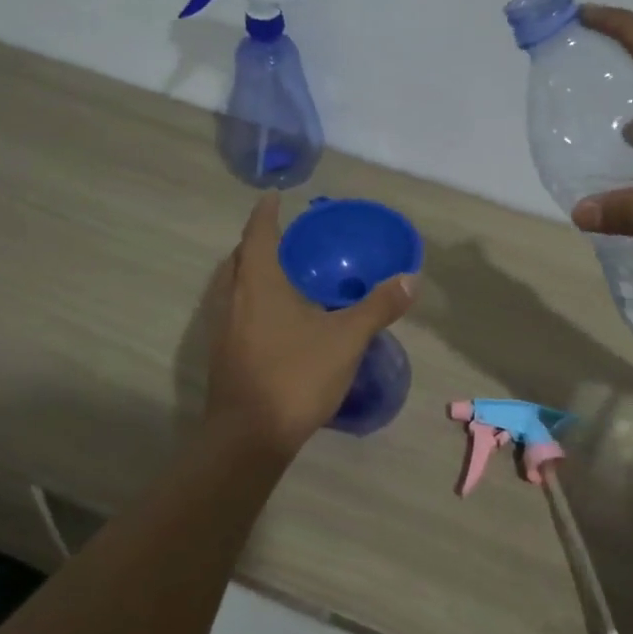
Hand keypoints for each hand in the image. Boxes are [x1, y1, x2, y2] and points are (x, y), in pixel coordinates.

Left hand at [202, 194, 416, 463]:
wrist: (249, 437)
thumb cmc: (296, 376)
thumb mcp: (346, 339)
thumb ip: (378, 307)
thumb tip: (409, 278)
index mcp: (258, 283)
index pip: (259, 234)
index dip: (266, 213)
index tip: (273, 196)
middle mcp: (233, 298)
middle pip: (240, 258)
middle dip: (258, 242)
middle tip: (285, 238)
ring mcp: (223, 328)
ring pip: (233, 286)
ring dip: (251, 272)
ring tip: (281, 274)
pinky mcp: (223, 354)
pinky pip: (235, 311)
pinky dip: (251, 300)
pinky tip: (275, 319)